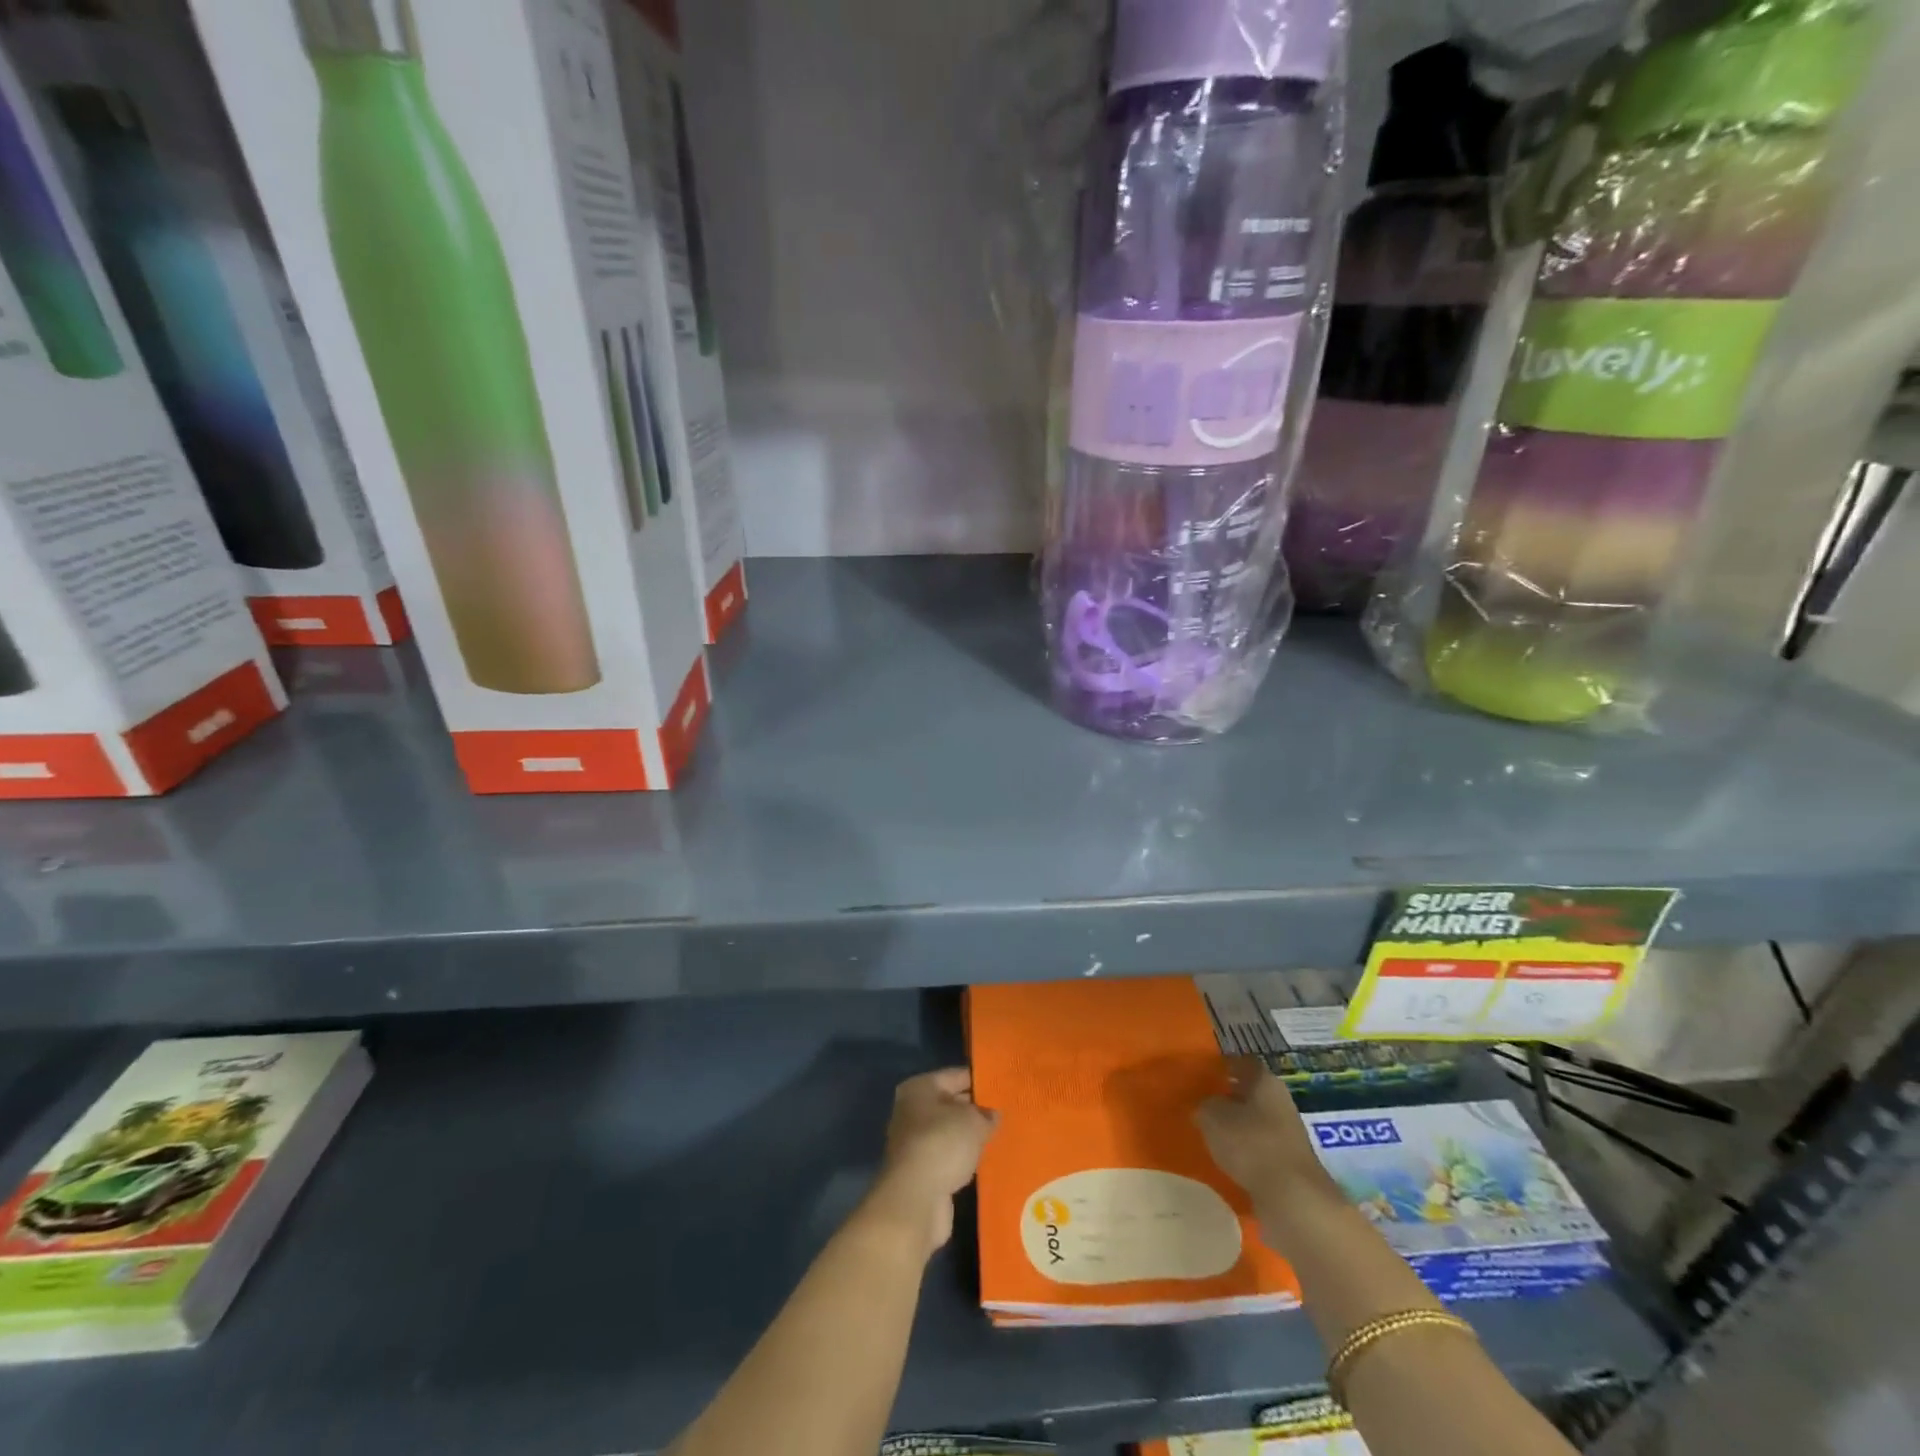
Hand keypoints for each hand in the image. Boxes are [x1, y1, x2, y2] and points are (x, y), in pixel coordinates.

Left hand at [867, 1068, 997, 1254]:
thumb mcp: (973, 1121)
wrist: (915, 1199)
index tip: (1002, 1084)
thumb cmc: (942, 1144)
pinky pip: (949, 1156)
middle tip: (1006, 1110)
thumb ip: (986, 1115)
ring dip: (970, 1137)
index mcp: (919, 1088)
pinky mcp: (921, 1172)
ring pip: (949, 1133)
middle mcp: (912, 1111)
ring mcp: (914, 1143)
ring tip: (1000, 1135)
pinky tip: (986, 1161)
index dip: (979, 1079)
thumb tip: (992, 1115)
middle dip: (975, 1109)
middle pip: (950, 1104)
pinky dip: (964, 1158)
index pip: (955, 1075)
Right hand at [1195, 1059, 1336, 1210]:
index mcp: (1265, 1081)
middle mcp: (1281, 1102)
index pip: (1243, 1063)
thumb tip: (1205, 1106)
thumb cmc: (1250, 1143)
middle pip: (1251, 1092)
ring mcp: (1288, 1135)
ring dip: (1236, 1127)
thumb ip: (1204, 1105)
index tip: (1202, 1073)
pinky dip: (1245, 1153)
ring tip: (1210, 1134)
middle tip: (1201, 1103)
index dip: (1223, 1066)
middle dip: (1228, 1097)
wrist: (1293, 1198)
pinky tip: (1226, 1161)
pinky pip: (1260, 1149)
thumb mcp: (1212, 1116)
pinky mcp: (1289, 1164)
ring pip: (1255, 1122)